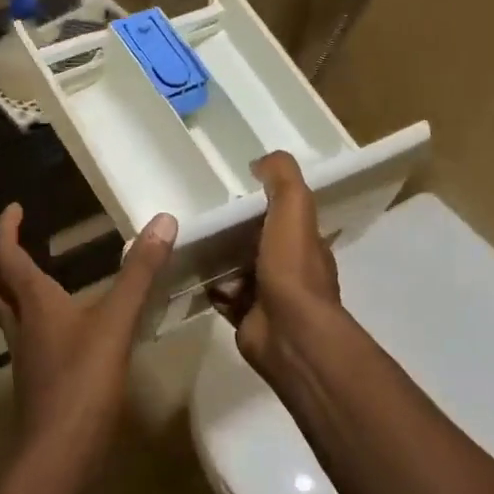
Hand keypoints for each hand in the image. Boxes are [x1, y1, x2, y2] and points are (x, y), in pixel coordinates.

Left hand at [0, 205, 177, 460]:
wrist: (58, 456)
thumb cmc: (83, 381)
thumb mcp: (117, 321)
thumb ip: (140, 272)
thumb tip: (163, 220)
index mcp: (33, 303)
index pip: (6, 256)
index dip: (6, 229)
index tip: (14, 208)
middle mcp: (21, 325)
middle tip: (16, 241)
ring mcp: (24, 356)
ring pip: (6, 314)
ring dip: (11, 290)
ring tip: (36, 277)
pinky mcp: (35, 381)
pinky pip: (25, 338)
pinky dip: (33, 320)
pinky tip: (61, 328)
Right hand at [208, 152, 342, 373]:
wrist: (288, 334)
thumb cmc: (292, 268)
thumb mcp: (294, 209)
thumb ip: (282, 179)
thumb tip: (262, 160)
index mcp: (305, 242)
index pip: (284, 215)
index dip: (263, 201)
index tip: (235, 188)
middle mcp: (289, 268)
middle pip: (256, 241)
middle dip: (233, 230)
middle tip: (202, 215)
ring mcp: (268, 295)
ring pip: (237, 268)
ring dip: (217, 258)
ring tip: (188, 239)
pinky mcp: (245, 317)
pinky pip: (222, 295)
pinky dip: (208, 285)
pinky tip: (188, 271)